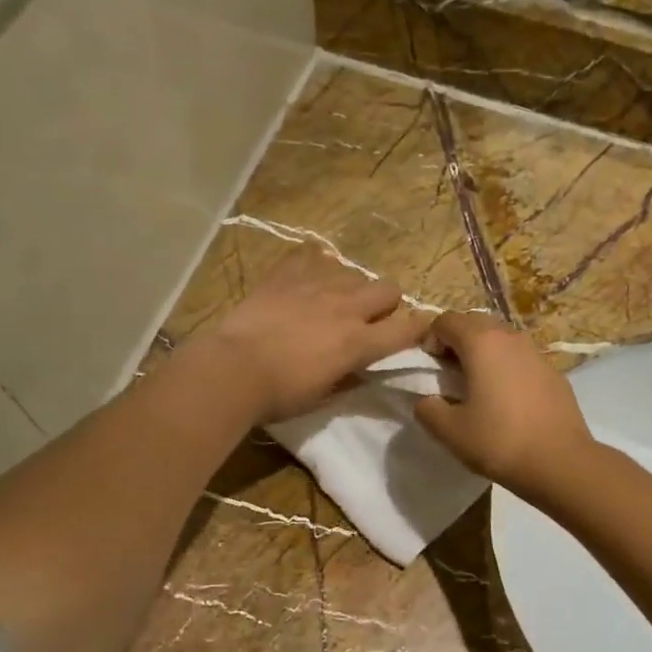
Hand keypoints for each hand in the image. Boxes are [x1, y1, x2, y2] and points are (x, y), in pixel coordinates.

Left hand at [201, 246, 427, 422]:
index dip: (419, 329)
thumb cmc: (278, 394)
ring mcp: (316, 285)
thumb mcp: (322, 397)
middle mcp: (346, 307)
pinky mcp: (287, 273)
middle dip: (386, 303)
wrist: (232, 369)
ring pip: (353, 272)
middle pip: (388, 289)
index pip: (406, 329)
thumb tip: (361, 370)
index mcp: (358, 343)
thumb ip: (348, 379)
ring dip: (350, 287)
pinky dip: (315, 264)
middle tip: (368, 319)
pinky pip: (313, 254)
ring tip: (331, 300)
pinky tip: (306, 278)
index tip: (419, 330)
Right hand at [414, 313, 594, 499]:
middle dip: (456, 341)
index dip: (430, 339)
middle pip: (475, 322)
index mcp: (482, 343)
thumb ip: (427, 409)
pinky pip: (521, 358)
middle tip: (448, 373)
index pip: (446, 320)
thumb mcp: (449, 431)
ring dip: (483, 352)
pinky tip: (507, 399)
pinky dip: (506, 367)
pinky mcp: (554, 372)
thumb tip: (427, 400)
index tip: (428, 367)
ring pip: (501, 338)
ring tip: (477, 385)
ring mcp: (536, 353)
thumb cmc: (500, 442)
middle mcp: (510, 337)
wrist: (561, 462)